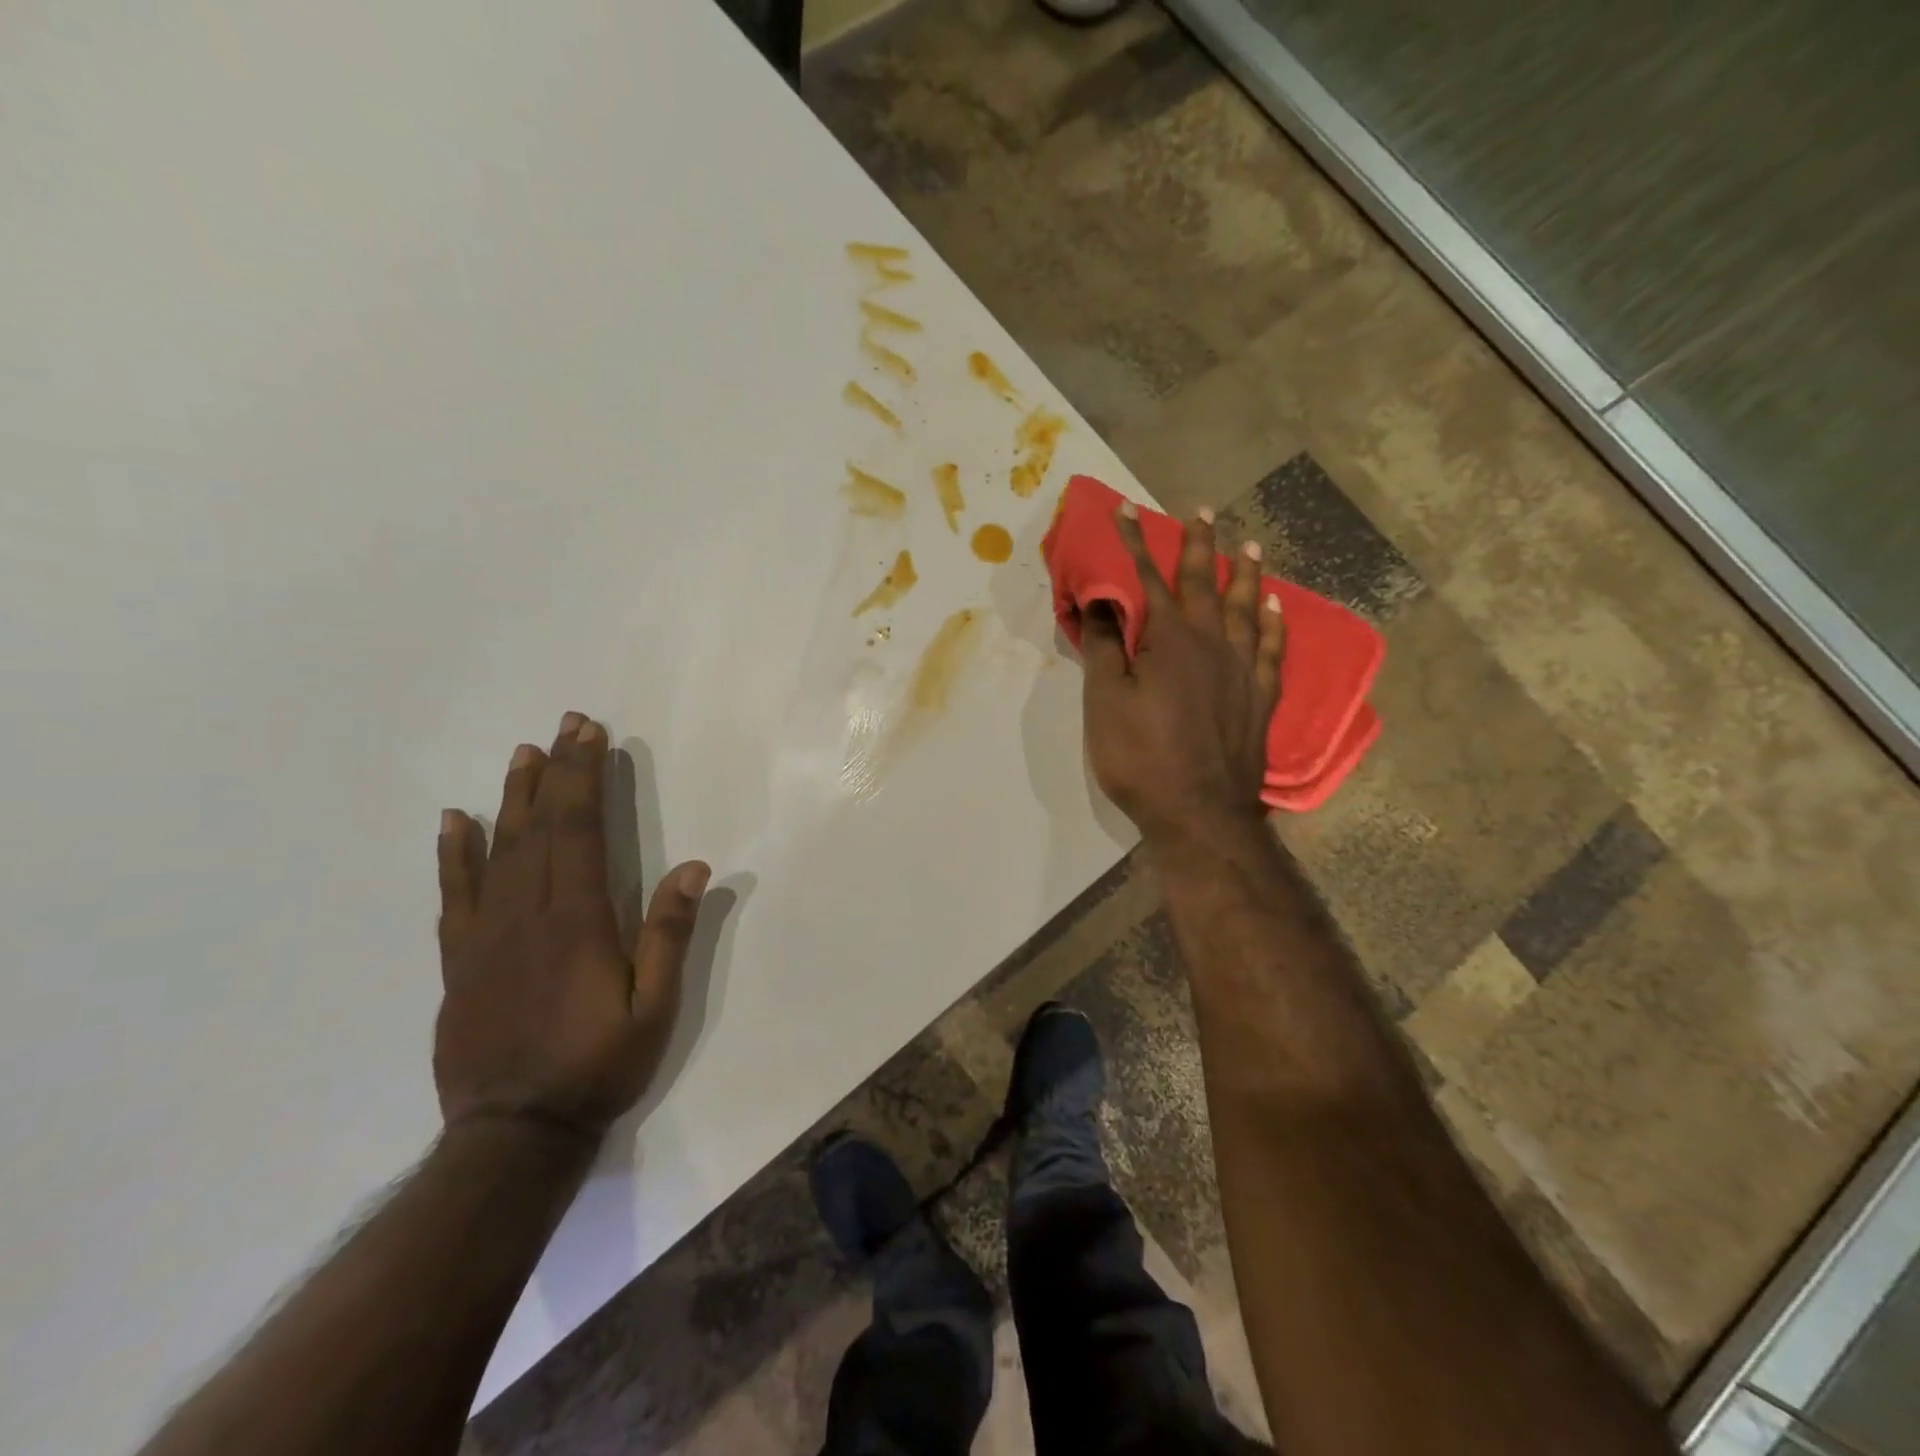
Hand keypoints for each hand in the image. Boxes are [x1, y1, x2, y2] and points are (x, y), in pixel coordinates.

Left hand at [433, 713, 709, 1139]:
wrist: (514, 1134)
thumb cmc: (599, 1066)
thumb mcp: (655, 1007)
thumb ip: (670, 934)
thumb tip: (693, 866)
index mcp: (578, 921)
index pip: (580, 830)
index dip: (585, 778)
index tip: (591, 735)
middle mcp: (526, 915)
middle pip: (539, 827)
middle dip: (556, 771)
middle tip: (566, 725)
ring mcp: (485, 936)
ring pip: (497, 850)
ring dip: (512, 797)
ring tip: (523, 754)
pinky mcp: (459, 961)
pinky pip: (454, 895)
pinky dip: (454, 854)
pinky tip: (455, 821)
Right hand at [1081, 504, 1284, 845]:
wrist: (1199, 812)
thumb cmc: (1141, 757)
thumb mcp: (1105, 702)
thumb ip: (1104, 647)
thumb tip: (1101, 599)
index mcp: (1170, 639)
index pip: (1149, 578)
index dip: (1134, 542)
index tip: (1126, 508)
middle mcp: (1213, 643)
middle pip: (1206, 583)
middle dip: (1199, 545)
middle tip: (1202, 512)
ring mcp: (1243, 670)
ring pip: (1245, 609)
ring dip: (1244, 575)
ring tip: (1249, 546)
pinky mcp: (1261, 698)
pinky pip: (1272, 649)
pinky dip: (1273, 624)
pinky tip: (1276, 609)